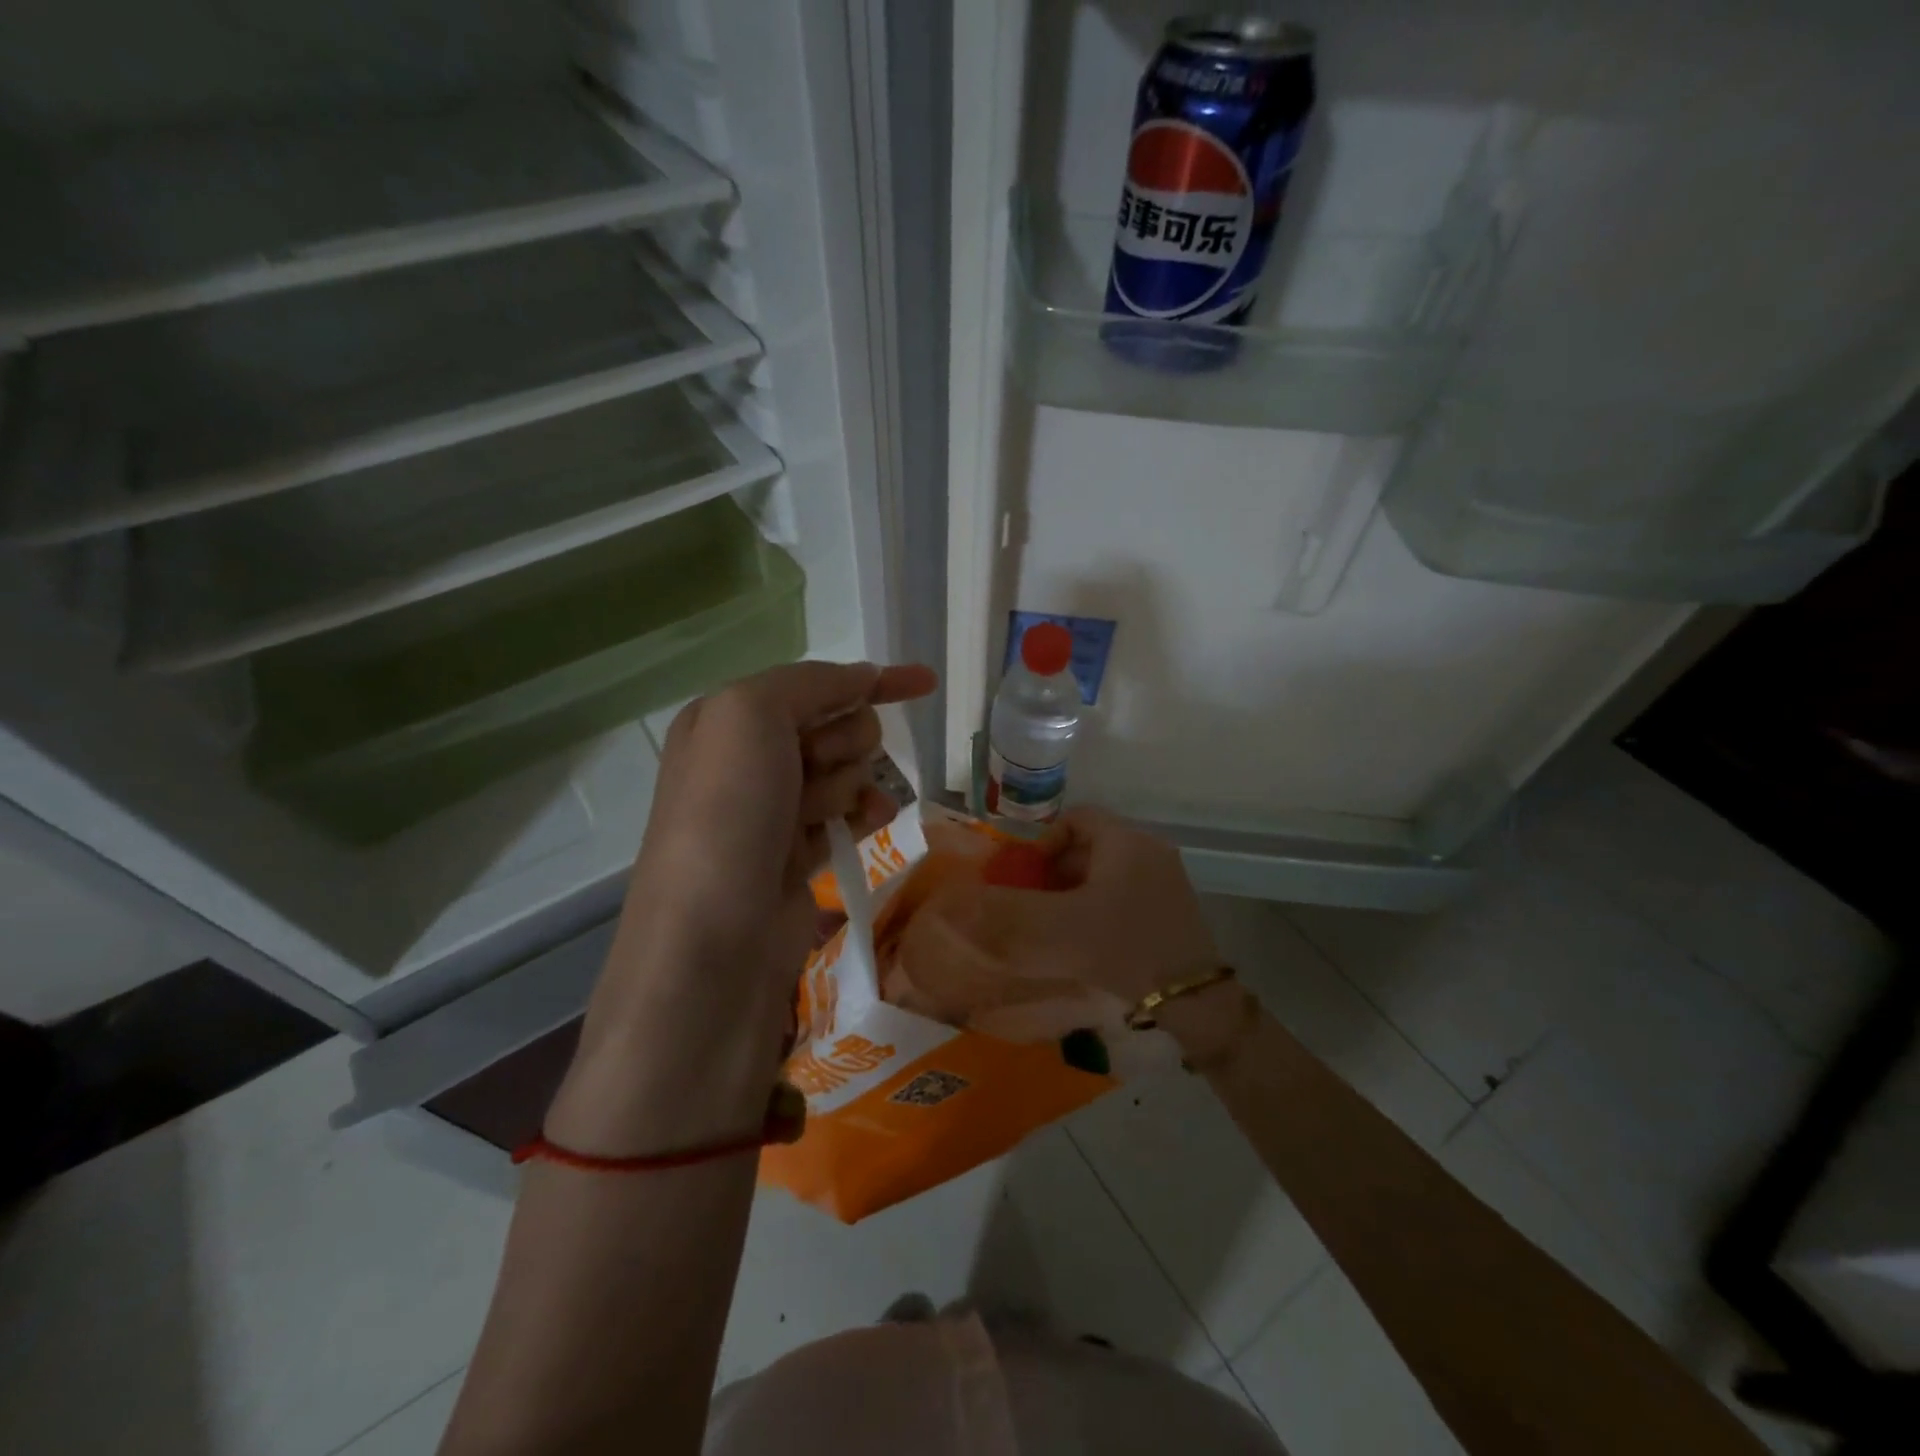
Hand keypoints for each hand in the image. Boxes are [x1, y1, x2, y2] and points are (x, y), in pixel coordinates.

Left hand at [551, 660, 936, 1152]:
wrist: (711, 942)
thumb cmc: (727, 814)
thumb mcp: (750, 716)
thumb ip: (809, 683)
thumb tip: (862, 677)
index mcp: (726, 719)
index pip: (813, 682)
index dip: (871, 679)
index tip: (925, 682)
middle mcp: (746, 760)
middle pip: (835, 727)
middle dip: (844, 742)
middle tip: (820, 770)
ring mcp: (773, 810)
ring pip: (846, 773)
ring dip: (849, 784)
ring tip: (823, 814)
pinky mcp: (797, 855)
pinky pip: (847, 815)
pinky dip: (862, 814)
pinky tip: (871, 824)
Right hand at [934, 806, 1219, 1008]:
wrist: (1195, 1002)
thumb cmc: (1125, 949)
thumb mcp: (1059, 930)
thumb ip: (1008, 914)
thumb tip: (962, 903)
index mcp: (1126, 841)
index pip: (1075, 818)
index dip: (1043, 842)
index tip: (1026, 877)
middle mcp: (1149, 851)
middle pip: (1089, 846)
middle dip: (1055, 871)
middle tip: (1033, 903)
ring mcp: (1164, 881)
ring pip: (1106, 872)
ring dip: (1075, 893)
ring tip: (1054, 926)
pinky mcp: (1170, 910)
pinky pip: (1123, 894)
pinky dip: (1098, 909)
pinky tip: (1085, 941)